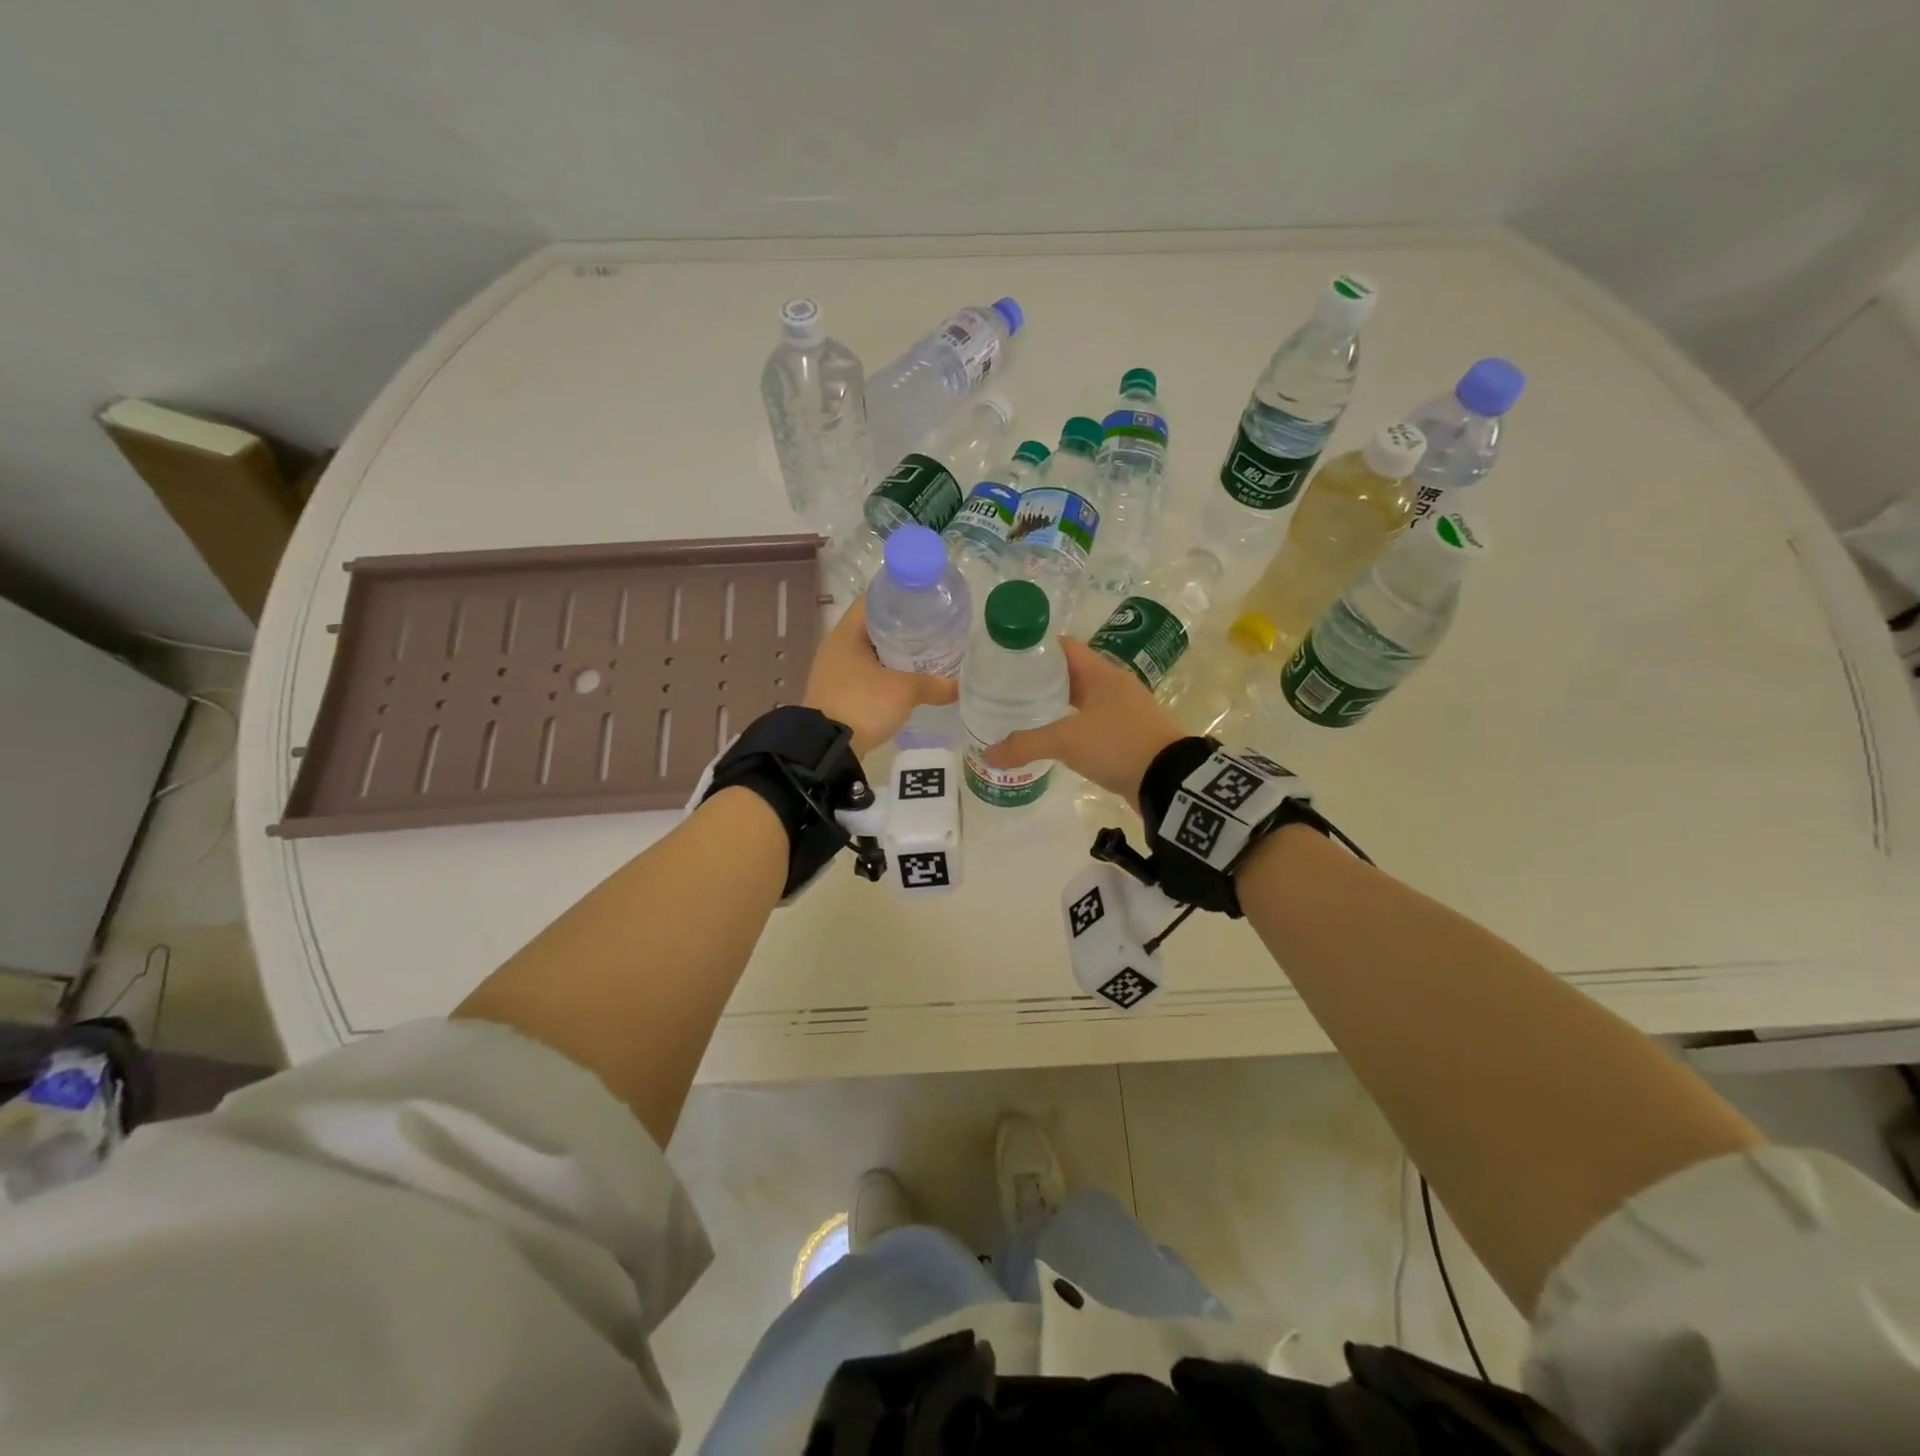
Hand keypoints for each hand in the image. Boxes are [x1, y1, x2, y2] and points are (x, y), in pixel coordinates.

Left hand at [803, 595, 958, 756]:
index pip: (872, 600)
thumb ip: (933, 685)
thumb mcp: (903, 691)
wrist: (827, 749)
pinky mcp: (839, 694)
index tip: (924, 600)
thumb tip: (960, 687)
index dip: (898, 596)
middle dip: (902, 628)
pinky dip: (886, 675)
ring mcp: (835, 672)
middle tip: (932, 628)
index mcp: (846, 634)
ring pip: (871, 653)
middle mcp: (837, 648)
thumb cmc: (862, 704)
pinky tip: (907, 682)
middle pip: (873, 627)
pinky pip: (867, 675)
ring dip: (894, 655)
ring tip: (926, 654)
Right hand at [981, 637, 1183, 808]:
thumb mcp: (1067, 741)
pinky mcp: (1125, 735)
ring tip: (1020, 711)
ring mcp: (1122, 711)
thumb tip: (988, 754)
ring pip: (1080, 700)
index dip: (1035, 648)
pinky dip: (1069, 726)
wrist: (1168, 782)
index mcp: (1102, 674)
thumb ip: (1025, 744)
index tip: (1007, 657)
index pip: (1064, 647)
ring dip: (1054, 704)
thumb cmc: (1118, 745)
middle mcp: (1113, 686)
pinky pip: (1090, 723)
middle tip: (1005, 687)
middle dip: (1039, 679)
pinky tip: (1049, 738)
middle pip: (1070, 673)